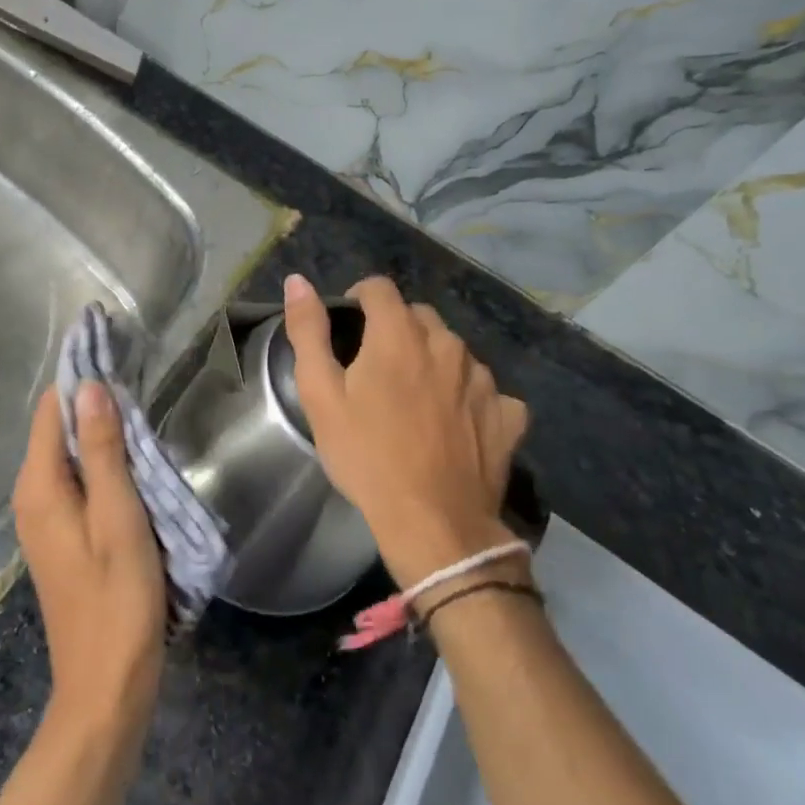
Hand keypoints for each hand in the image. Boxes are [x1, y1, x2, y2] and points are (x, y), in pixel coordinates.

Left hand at [12, 383, 165, 739]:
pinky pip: (77, 479)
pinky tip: (133, 459)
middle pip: (58, 428)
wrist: (106, 685)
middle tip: (138, 377)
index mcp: (39, 486)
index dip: (81, 376)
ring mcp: (44, 517)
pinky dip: (102, 461)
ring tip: (142, 410)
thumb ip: (103, 451)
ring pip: (70, 453)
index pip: (52, 409)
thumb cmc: (118, 599)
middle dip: (93, 400)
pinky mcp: (61, 534)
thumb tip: (89, 387)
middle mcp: (32, 495)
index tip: (116, 350)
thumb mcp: (118, 518)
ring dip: (102, 431)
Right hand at [283, 273, 528, 590]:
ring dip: (432, 360)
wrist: (433, 524)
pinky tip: (455, 422)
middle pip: (418, 316)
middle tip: (375, 371)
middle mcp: (447, 344)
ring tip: (413, 399)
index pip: (380, 288)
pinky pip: (486, 389)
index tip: (348, 329)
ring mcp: (483, 379)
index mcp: (400, 334)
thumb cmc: (367, 456)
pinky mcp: (506, 413)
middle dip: (395, 330)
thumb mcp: (320, 395)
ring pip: (453, 350)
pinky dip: (468, 395)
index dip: (359, 299)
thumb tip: (298, 280)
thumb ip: (308, 331)